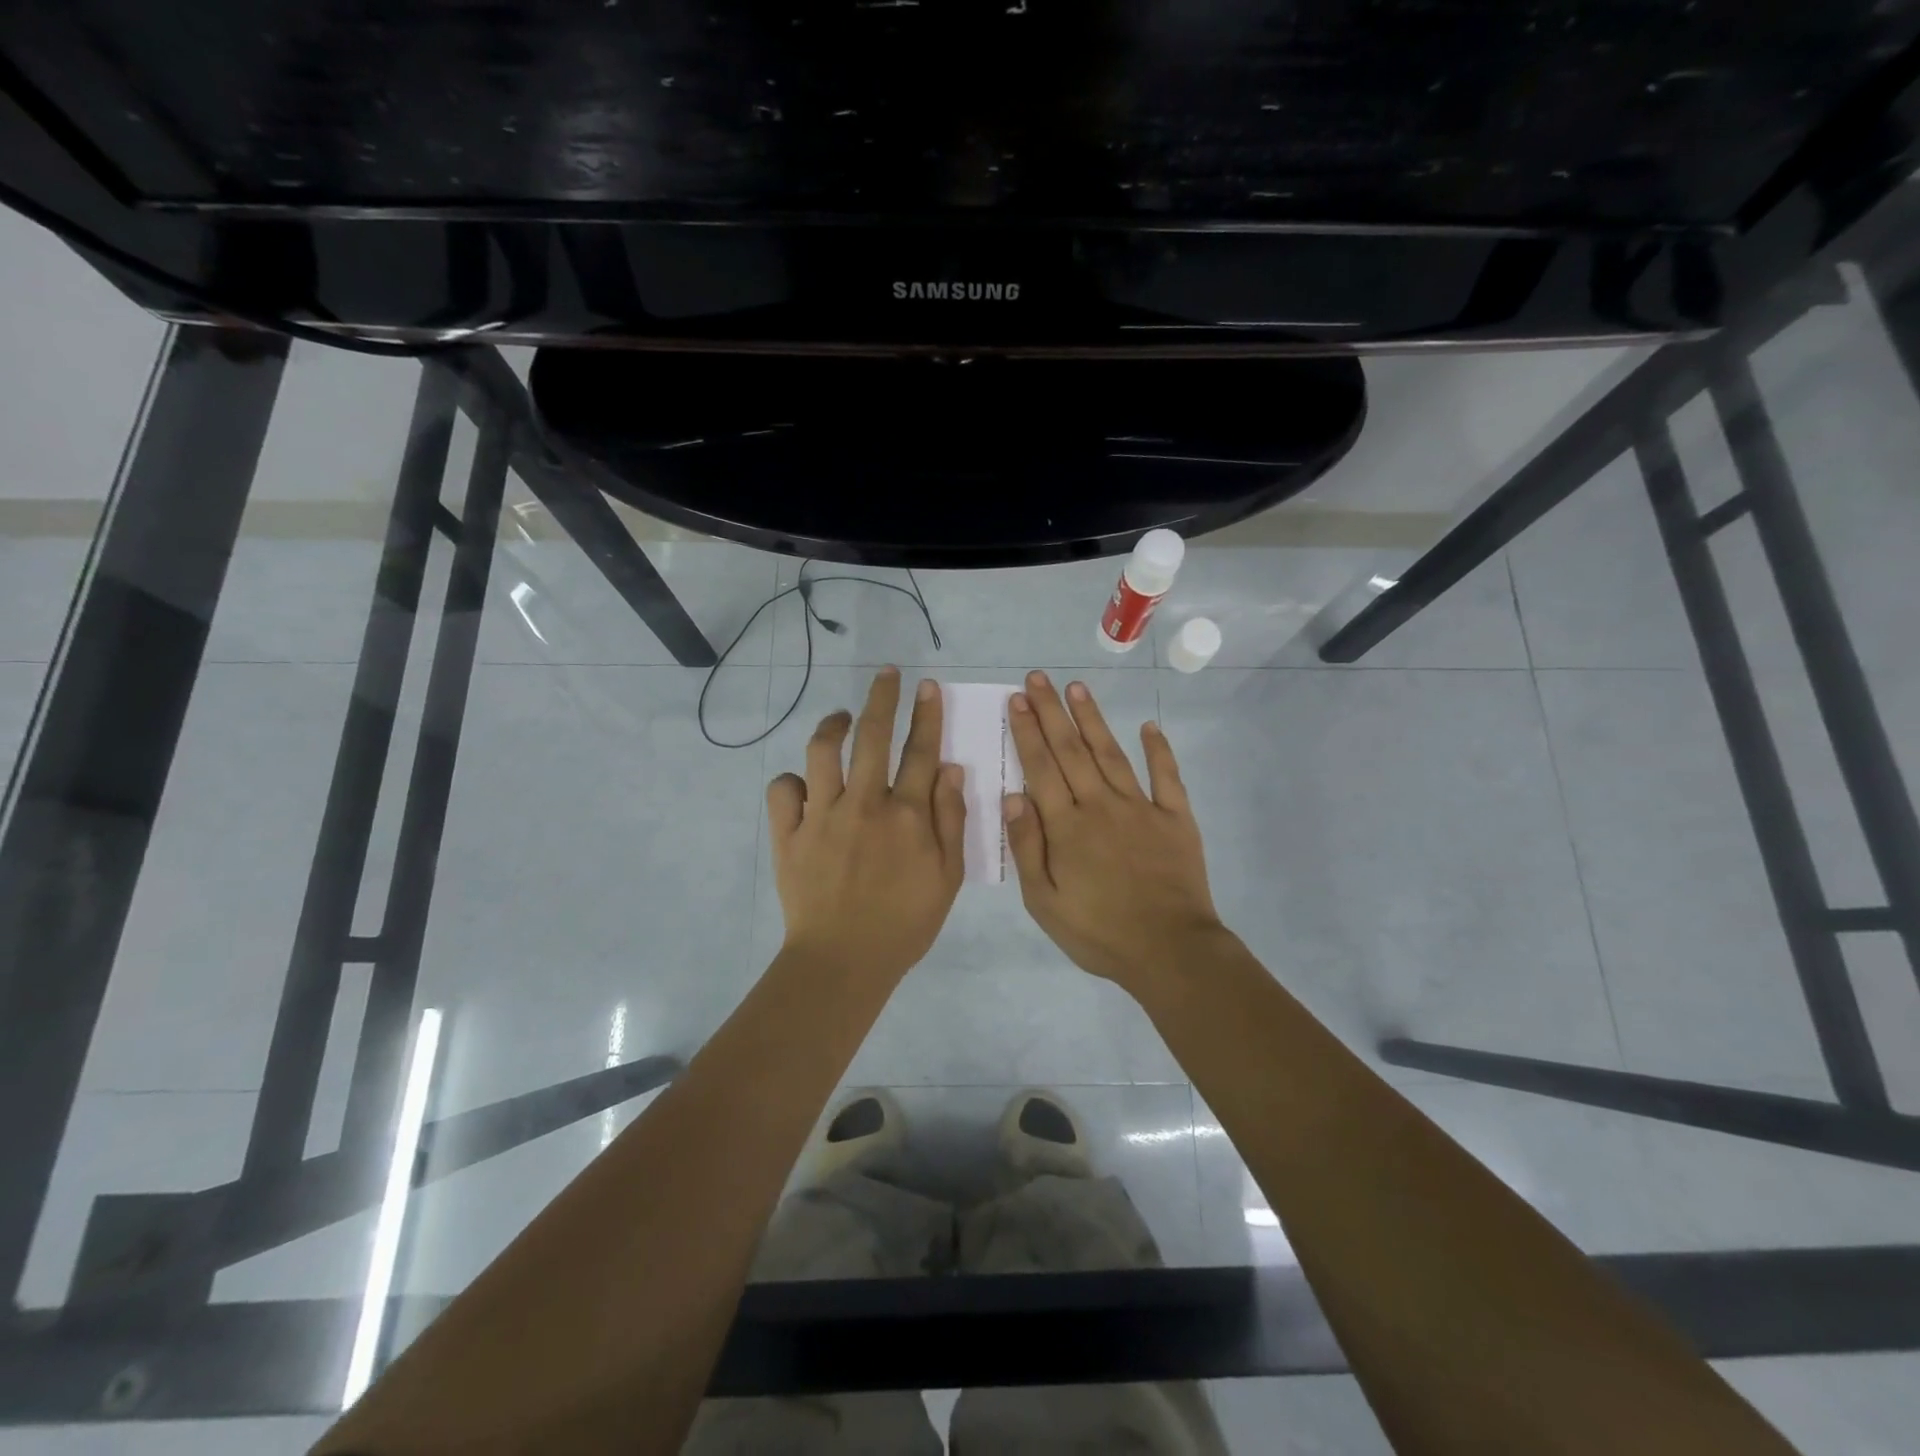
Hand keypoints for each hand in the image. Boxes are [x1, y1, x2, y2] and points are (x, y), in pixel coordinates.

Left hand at [767, 667, 967, 982]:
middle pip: (872, 735)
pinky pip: (783, 790)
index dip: (926, 715)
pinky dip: (792, 780)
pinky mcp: (788, 834)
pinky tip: (804, 783)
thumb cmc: (905, 923)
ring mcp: (821, 816)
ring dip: (832, 725)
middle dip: (881, 697)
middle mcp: (864, 804)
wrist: (843, 961)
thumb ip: (950, 819)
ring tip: (840, 717)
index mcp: (906, 815)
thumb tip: (950, 768)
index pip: (920, 751)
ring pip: (822, 751)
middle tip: (885, 674)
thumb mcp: (947, 877)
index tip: (927, 686)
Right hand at [1004, 671, 1225, 991]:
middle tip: (1038, 678)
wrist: (1169, 951)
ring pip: (1111, 753)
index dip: (1027, 731)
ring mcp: (1141, 808)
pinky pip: (1166, 777)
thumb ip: (1027, 847)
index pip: (1041, 768)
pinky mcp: (1175, 818)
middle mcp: (1100, 805)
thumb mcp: (1044, 902)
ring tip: (1077, 688)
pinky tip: (1149, 726)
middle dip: (1052, 712)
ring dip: (1092, 719)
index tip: (1018, 700)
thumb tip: (1011, 796)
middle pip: (1071, 751)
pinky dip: (1159, 750)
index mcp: (1066, 826)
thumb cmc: (1098, 932)